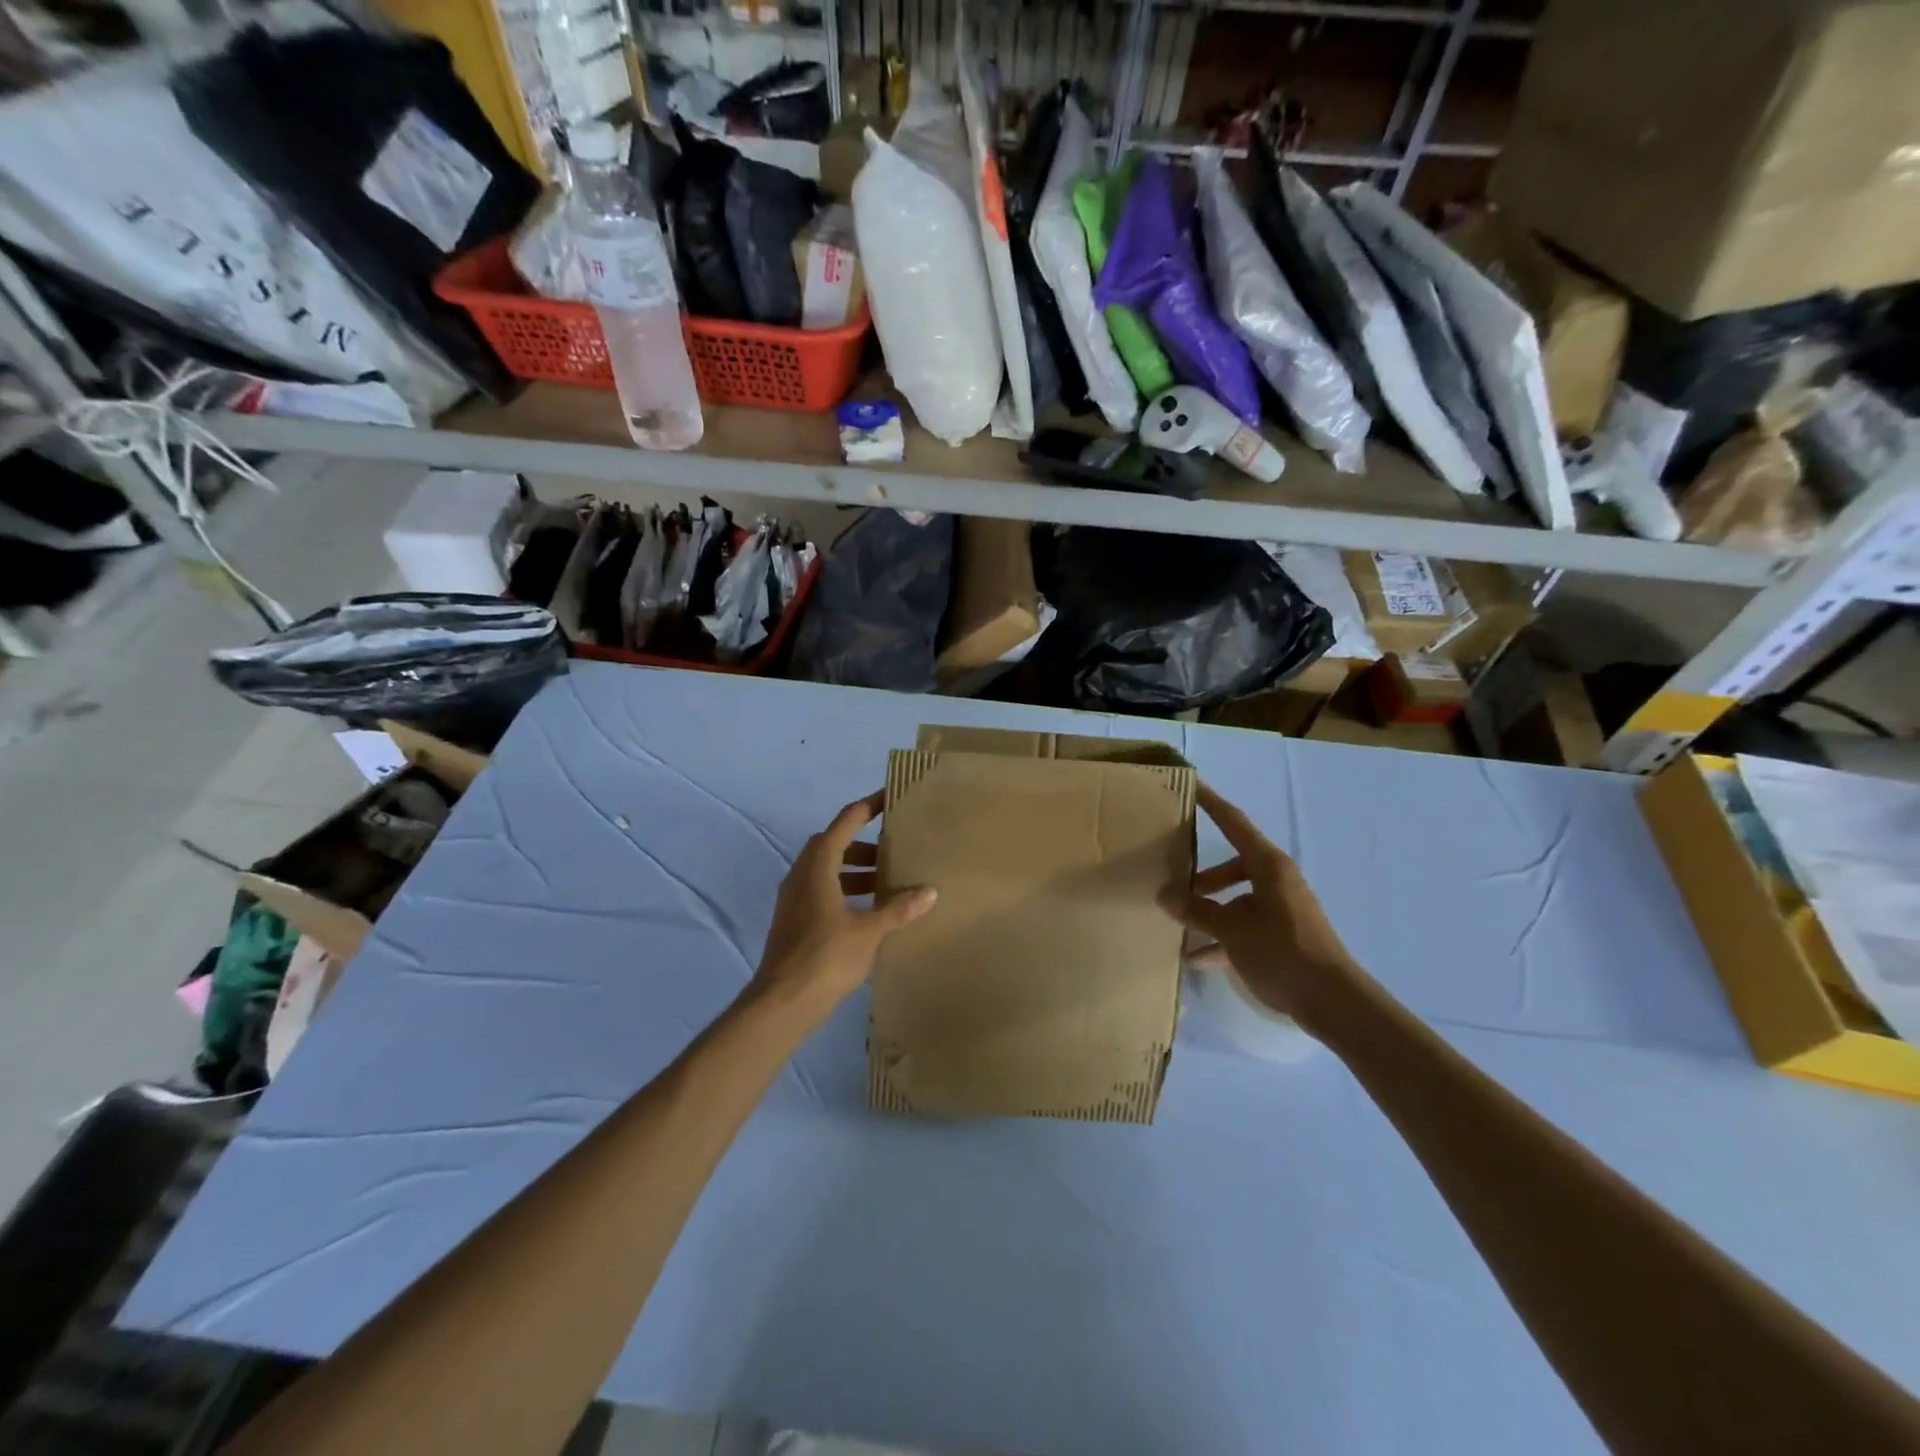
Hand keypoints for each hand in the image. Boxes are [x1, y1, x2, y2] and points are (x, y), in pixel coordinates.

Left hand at [754, 791, 936, 1019]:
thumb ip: (898, 908)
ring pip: (827, 870)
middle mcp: (802, 874)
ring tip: (886, 883)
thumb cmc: (826, 956)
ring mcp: (794, 898)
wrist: (782, 1002)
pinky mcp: (793, 920)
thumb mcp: (870, 930)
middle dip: (864, 845)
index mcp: (818, 865)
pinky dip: (844, 890)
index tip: (889, 798)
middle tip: (894, 851)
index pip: (846, 822)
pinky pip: (821, 891)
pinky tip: (867, 911)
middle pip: (834, 844)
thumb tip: (929, 892)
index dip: (868, 807)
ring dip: (854, 870)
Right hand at [1158, 782, 1356, 1027]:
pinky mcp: (1281, 937)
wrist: (1332, 1002)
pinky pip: (1242, 928)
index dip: (1212, 804)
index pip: (1234, 824)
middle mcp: (1275, 881)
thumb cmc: (1283, 952)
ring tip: (1177, 925)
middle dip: (1201, 876)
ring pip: (1235, 900)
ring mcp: (1279, 910)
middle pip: (1231, 866)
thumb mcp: (1233, 930)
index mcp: (1268, 867)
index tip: (1191, 786)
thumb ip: (1197, 910)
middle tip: (1171, 881)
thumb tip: (1165, 895)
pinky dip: (1221, 939)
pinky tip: (1195, 959)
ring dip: (1208, 911)